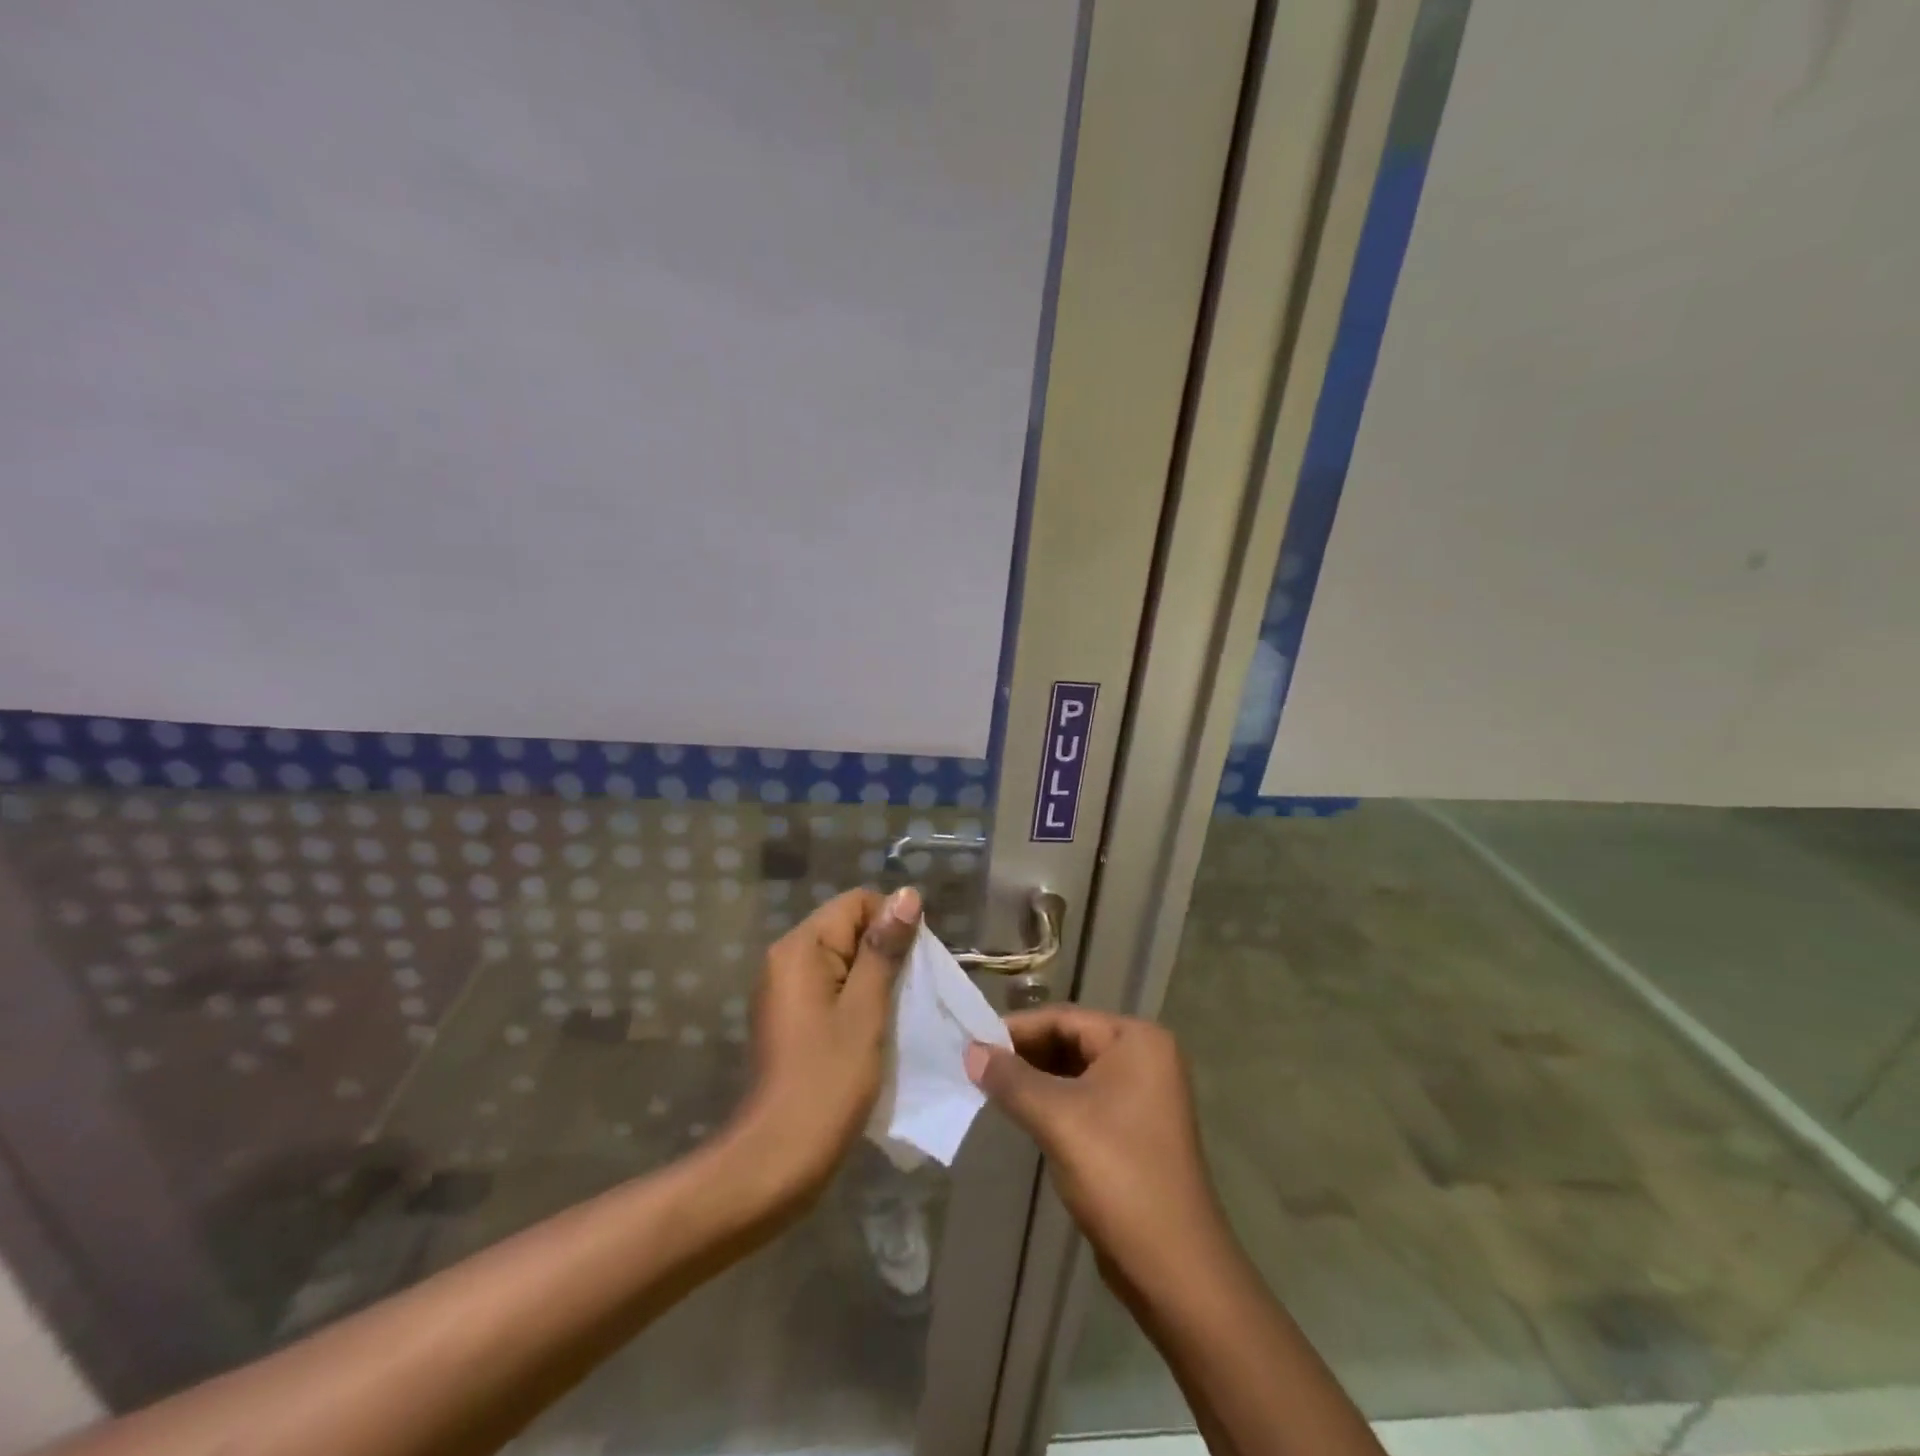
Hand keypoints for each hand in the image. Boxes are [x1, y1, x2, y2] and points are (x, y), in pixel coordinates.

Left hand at [735, 886, 920, 1196]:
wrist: (777, 1159)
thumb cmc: (828, 1080)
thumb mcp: (866, 1010)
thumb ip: (884, 949)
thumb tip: (906, 894)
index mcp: (800, 948)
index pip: (856, 903)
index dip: (892, 923)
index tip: (915, 964)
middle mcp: (785, 958)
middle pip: (848, 928)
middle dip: (885, 952)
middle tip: (911, 993)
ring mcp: (784, 989)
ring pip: (842, 961)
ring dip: (874, 979)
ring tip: (897, 1013)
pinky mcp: (789, 1017)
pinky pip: (830, 988)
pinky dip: (856, 999)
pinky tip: (874, 1030)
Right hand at [965, 1008, 1223, 1280]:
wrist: (1174, 1268)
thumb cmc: (1118, 1175)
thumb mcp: (1057, 1119)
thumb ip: (1011, 1080)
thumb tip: (970, 1052)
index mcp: (1137, 1040)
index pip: (1065, 1018)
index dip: (1016, 1029)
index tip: (972, 1042)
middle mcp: (1145, 1057)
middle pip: (1071, 1041)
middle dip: (1024, 1055)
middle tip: (976, 1066)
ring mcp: (1143, 1095)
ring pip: (1076, 1072)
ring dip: (1035, 1079)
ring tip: (990, 1088)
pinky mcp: (1135, 1129)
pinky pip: (1085, 1099)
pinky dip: (1053, 1102)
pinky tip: (1022, 1114)